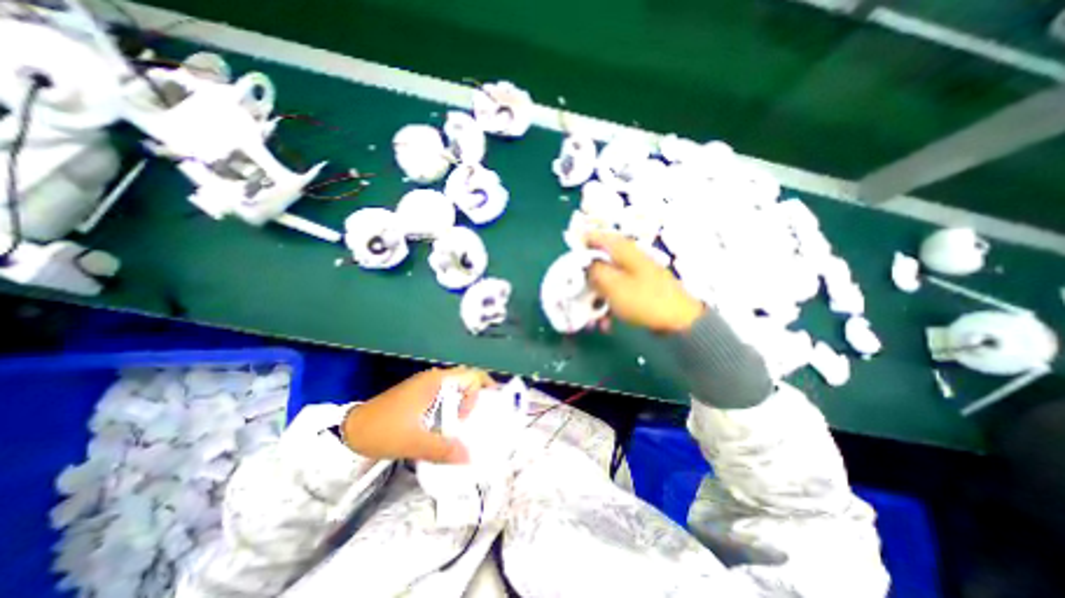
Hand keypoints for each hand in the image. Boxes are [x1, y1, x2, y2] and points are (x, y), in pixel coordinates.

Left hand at [338, 367, 497, 464]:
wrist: (350, 430)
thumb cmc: (383, 430)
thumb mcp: (414, 442)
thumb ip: (443, 449)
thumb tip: (469, 458)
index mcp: (435, 381)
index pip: (471, 376)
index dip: (476, 395)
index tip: (466, 418)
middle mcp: (434, 378)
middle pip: (466, 378)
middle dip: (478, 393)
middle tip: (484, 414)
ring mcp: (425, 385)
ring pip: (455, 387)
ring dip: (465, 401)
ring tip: (469, 423)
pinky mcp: (419, 395)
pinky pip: (445, 395)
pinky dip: (453, 406)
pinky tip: (450, 425)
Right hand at [587, 233, 705, 334]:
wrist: (679, 320)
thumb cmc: (644, 300)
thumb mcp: (613, 285)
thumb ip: (594, 271)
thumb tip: (584, 264)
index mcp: (622, 250)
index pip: (594, 237)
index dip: (578, 247)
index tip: (566, 264)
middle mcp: (627, 258)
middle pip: (598, 262)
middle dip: (585, 282)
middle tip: (576, 297)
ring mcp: (634, 274)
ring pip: (606, 281)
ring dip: (596, 299)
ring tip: (592, 321)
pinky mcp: (639, 288)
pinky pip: (617, 292)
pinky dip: (609, 306)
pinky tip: (606, 325)